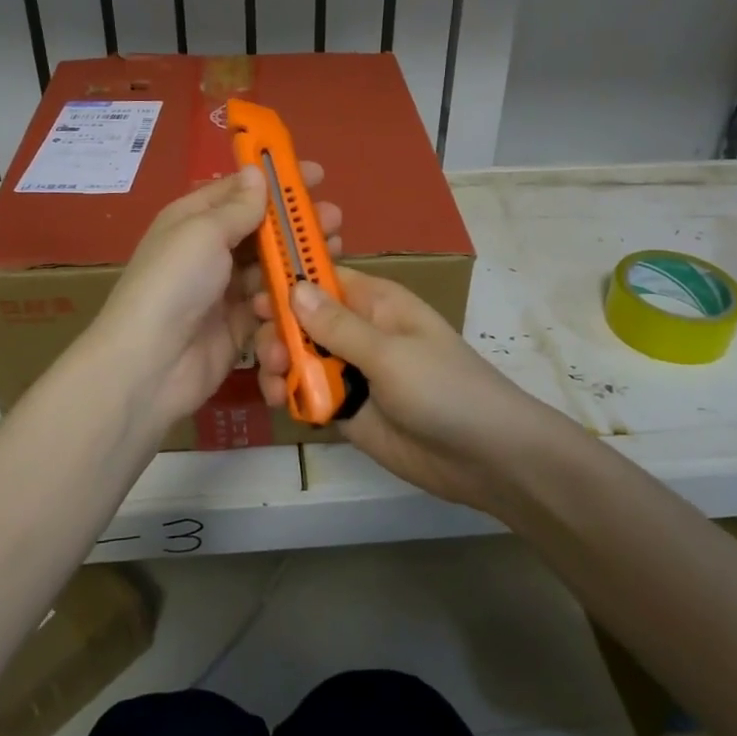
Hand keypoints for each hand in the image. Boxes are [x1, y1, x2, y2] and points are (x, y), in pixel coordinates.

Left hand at [89, 163, 339, 443]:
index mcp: (194, 219)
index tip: (317, 176)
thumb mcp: (204, 232)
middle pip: (261, 229)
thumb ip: (238, 206)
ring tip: (334, 252)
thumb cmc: (175, 283)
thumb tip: (256, 172)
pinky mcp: (239, 325)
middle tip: (335, 220)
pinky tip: (312, 292)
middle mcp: (209, 250)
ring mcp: (224, 290)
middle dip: (297, 222)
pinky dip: (290, 296)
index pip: (240, 190)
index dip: (276, 181)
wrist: (150, 364)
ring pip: (271, 266)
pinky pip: (271, 303)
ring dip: (300, 258)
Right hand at [252, 269, 550, 515]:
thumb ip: (338, 326)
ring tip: (276, 382)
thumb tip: (293, 287)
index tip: (252, 293)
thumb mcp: (390, 353)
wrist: (484, 458)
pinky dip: (291, 394)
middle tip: (270, 352)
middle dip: (279, 330)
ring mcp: (352, 371)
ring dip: (280, 364)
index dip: (287, 280)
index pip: (322, 277)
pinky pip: (308, 392)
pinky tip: (283, 402)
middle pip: (303, 319)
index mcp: (376, 302)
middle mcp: (359, 331)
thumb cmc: (444, 389)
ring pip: (300, 356)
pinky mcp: (347, 408)